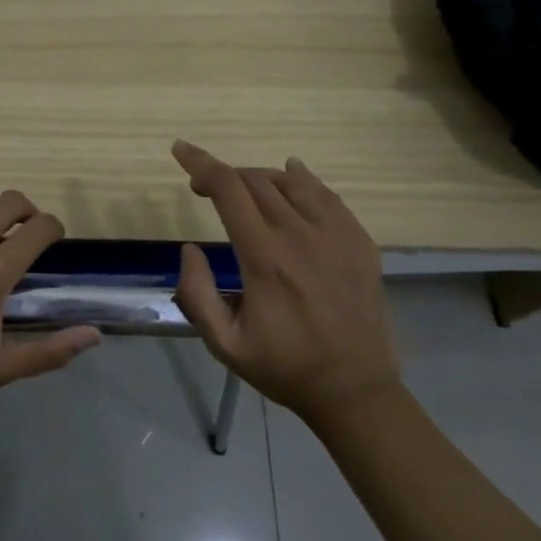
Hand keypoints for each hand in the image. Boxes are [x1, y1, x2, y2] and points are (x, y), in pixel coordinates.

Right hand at [171, 140, 397, 418]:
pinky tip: (293, 177)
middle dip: (225, 175)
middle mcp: (300, 235)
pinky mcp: (360, 242)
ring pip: (291, 181)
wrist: (356, 390)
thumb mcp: (225, 344)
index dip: (201, 163)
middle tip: (207, 190)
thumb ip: (197, 293)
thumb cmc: (285, 367)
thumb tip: (189, 248)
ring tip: (245, 192)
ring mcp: (336, 235)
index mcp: (264, 257)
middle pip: (256, 180)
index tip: (180, 149)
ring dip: (259, 178)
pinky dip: (303, 179)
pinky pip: (327, 195)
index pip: (228, 189)